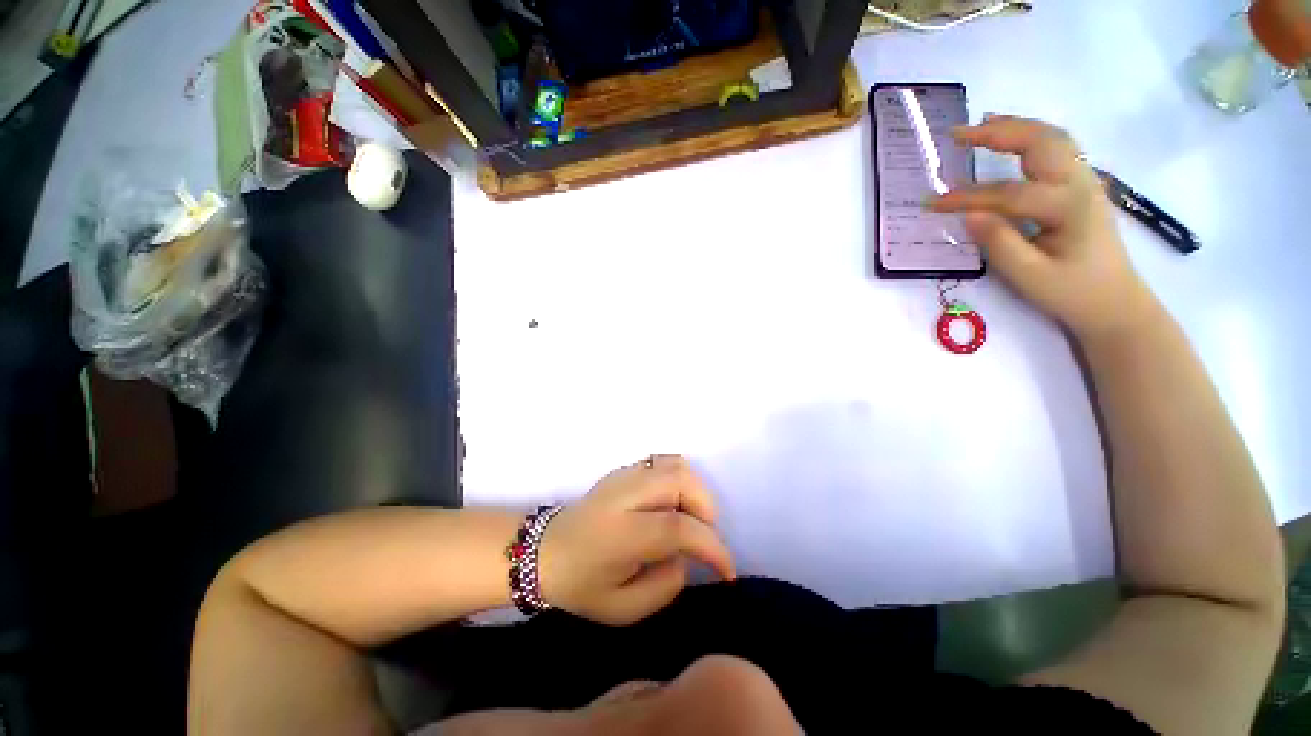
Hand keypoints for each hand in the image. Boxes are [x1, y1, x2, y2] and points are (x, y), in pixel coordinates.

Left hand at [538, 455, 736, 625]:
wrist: (544, 551)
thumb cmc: (580, 585)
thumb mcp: (621, 609)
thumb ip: (664, 587)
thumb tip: (687, 558)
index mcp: (620, 533)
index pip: (677, 527)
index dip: (711, 546)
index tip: (725, 570)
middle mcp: (624, 495)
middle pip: (680, 481)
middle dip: (706, 509)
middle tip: (704, 538)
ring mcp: (624, 476)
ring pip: (676, 466)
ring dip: (696, 491)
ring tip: (691, 519)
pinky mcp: (624, 469)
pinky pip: (664, 462)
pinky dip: (681, 479)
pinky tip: (675, 502)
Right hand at [929, 115, 1156, 337]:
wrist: (1115, 302)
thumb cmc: (1072, 293)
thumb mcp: (1029, 277)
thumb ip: (999, 242)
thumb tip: (969, 214)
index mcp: (1068, 207)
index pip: (1009, 194)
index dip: (968, 197)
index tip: (932, 204)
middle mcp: (1080, 184)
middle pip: (1040, 142)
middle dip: (998, 133)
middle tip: (958, 133)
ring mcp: (1084, 181)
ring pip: (1051, 138)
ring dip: (1016, 126)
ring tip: (981, 124)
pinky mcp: (1080, 187)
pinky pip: (1056, 149)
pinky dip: (1031, 136)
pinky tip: (1012, 138)